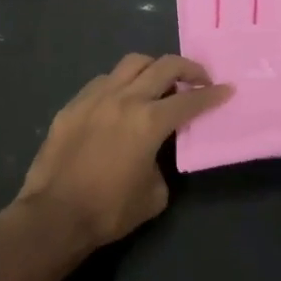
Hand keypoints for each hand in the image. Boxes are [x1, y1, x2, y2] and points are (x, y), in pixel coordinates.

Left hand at [10, 54, 229, 254]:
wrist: (54, 216)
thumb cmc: (109, 210)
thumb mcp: (155, 194)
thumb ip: (163, 164)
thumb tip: (156, 153)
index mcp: (149, 122)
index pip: (189, 100)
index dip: (212, 95)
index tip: (226, 89)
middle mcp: (125, 99)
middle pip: (164, 66)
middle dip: (189, 68)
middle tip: (199, 79)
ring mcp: (95, 97)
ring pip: (131, 64)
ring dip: (152, 68)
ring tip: (159, 82)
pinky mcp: (73, 105)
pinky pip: (103, 81)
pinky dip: (121, 84)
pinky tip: (121, 100)